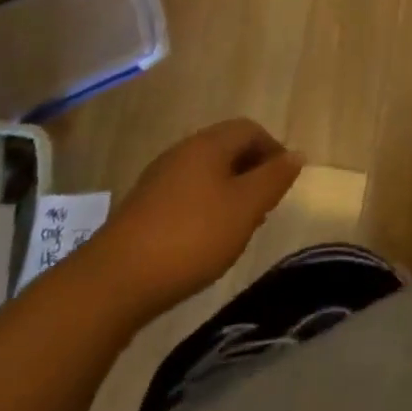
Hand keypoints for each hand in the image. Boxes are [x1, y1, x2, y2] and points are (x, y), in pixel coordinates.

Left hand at [100, 119, 303, 318]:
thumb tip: (296, 154)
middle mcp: (183, 150)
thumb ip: (273, 179)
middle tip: (265, 206)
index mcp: (209, 143)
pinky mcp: (143, 207)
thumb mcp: (245, 208)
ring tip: (238, 227)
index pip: (250, 129)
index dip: (273, 150)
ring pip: (206, 172)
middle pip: (227, 148)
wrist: (115, 280)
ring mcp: (159, 178)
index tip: (283, 183)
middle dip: (251, 171)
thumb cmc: (191, 237)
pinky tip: (204, 240)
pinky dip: (204, 206)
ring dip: (228, 191)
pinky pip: (185, 193)